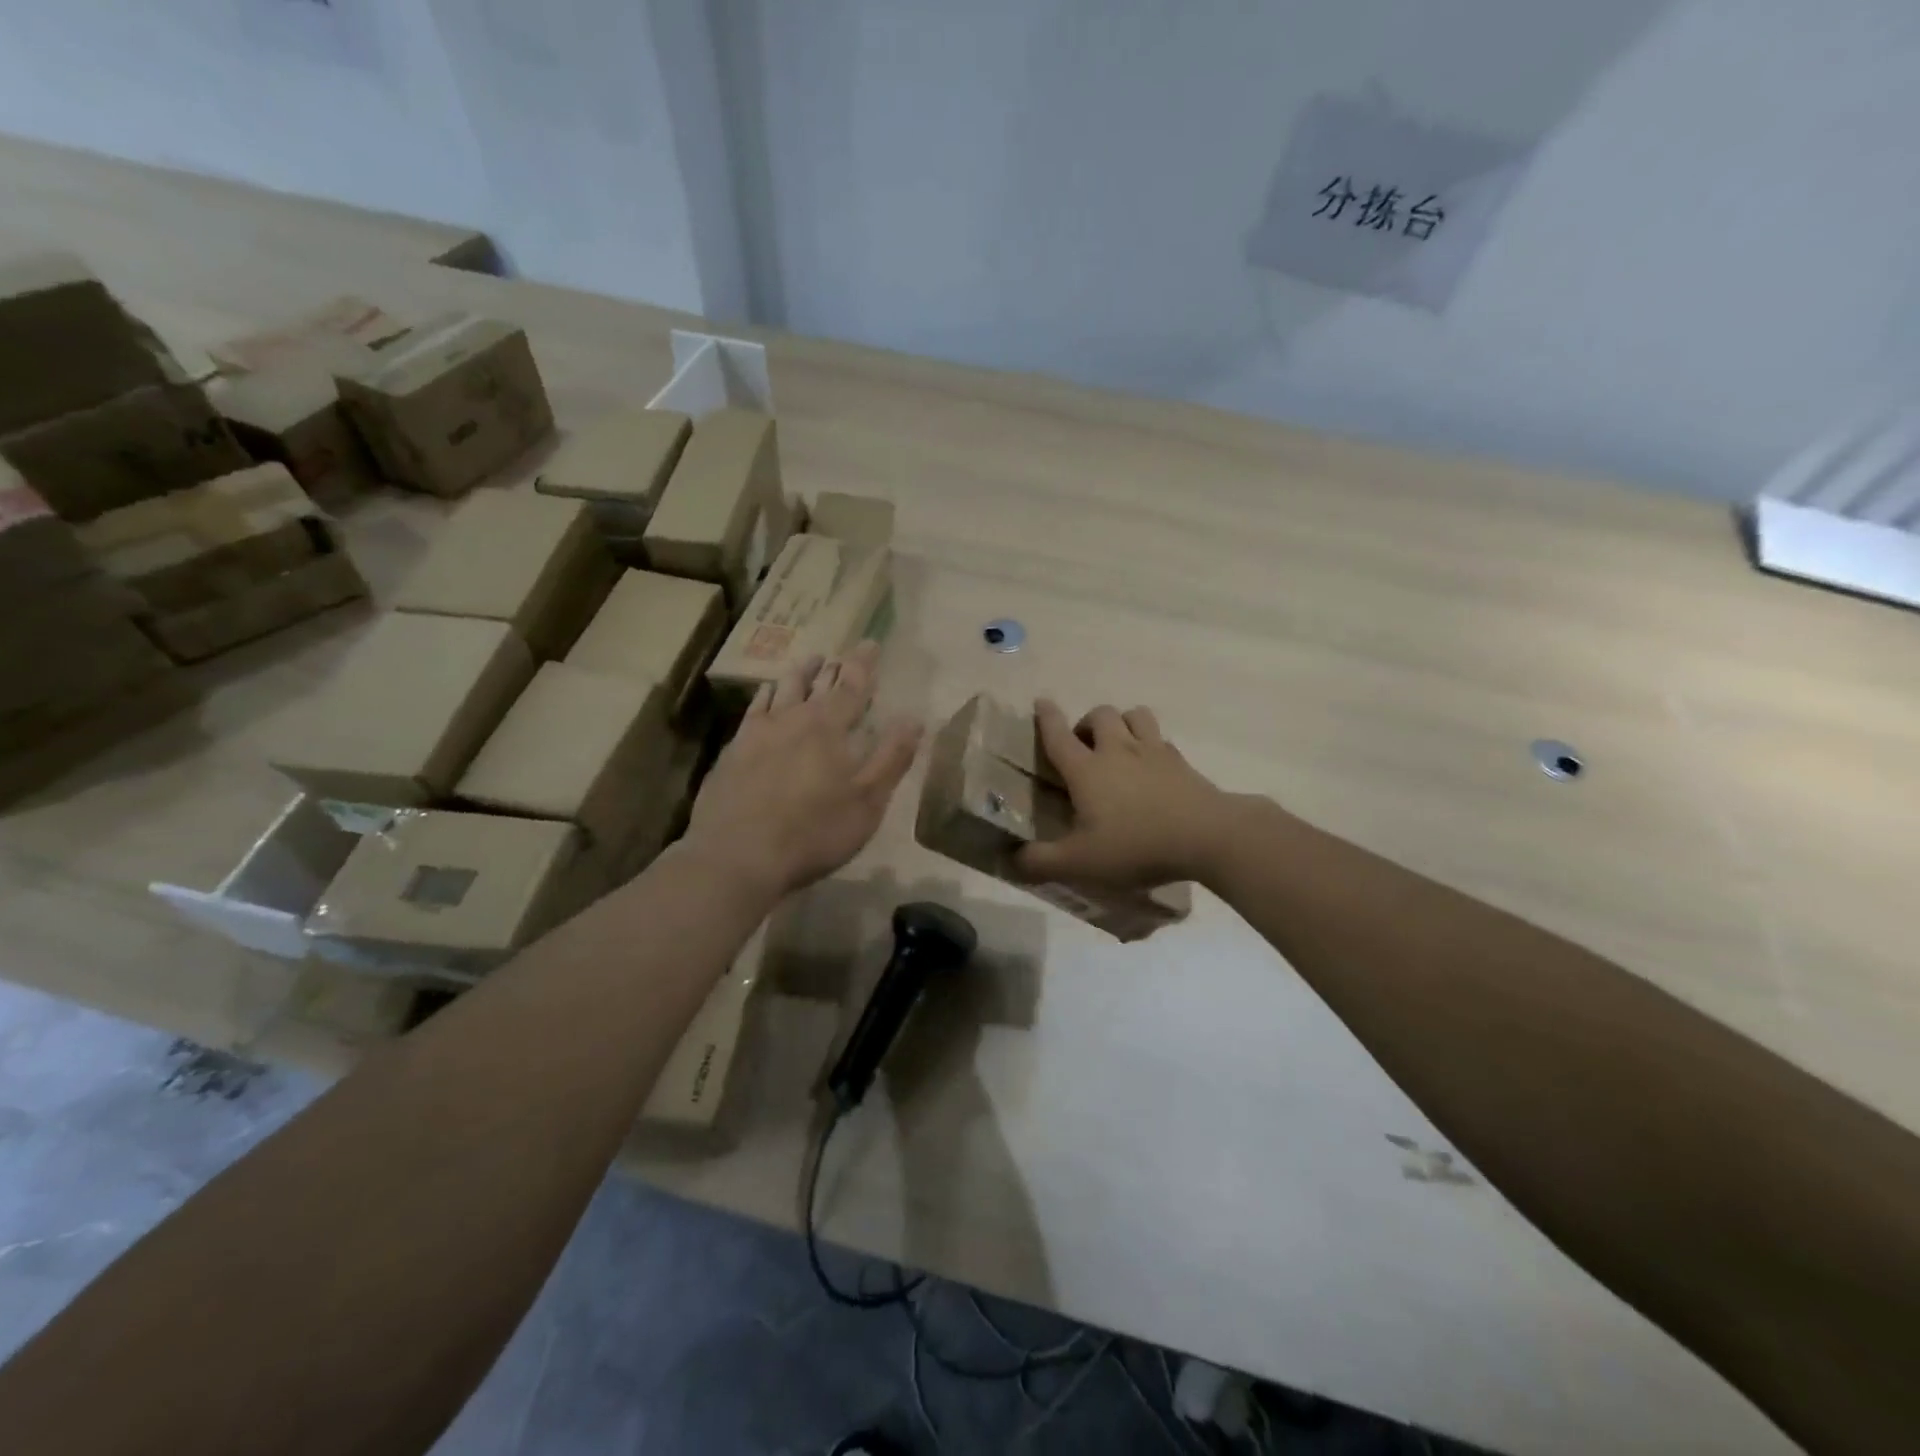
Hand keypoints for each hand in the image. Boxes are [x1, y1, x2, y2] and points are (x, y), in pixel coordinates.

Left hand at [684, 642, 921, 899]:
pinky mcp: (732, 752)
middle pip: (815, 683)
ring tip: (808, 663)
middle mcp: (792, 719)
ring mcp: (757, 733)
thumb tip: (913, 719)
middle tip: (840, 653)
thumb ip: (891, 758)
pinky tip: (766, 696)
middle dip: (832, 667)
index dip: (863, 664)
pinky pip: (753, 710)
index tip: (870, 643)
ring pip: (781, 691)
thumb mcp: (867, 802)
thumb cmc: (813, 831)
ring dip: (798, 674)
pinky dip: (765, 696)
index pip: (852, 686)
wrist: (736, 855)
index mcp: (828, 727)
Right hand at [1015, 700, 1232, 890]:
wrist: (1208, 837)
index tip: (1040, 702)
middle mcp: (1118, 751)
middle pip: (1101, 714)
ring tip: (1119, 745)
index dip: (1046, 718)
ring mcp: (1154, 752)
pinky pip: (1162, 739)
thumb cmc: (1136, 846)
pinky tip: (1152, 767)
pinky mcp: (1182, 762)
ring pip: (1135, 715)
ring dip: (1122, 723)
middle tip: (1084, 746)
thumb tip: (1013, 860)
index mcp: (1087, 770)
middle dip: (1087, 722)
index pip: (1058, 735)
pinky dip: (1151, 744)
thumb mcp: (1080, 863)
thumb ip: (1041, 862)